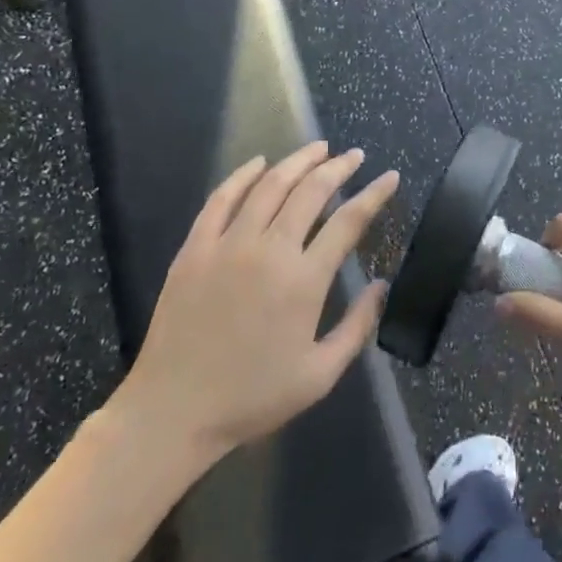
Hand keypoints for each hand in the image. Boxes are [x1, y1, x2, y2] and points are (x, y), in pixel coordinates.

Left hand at [111, 143, 396, 483]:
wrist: (172, 412)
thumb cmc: (252, 397)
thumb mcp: (319, 375)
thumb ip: (357, 327)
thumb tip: (382, 286)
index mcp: (304, 280)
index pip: (348, 221)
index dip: (374, 195)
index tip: (390, 177)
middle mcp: (269, 251)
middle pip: (310, 192)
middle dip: (338, 168)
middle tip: (354, 156)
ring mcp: (228, 245)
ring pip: (269, 186)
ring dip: (297, 161)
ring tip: (318, 149)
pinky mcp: (195, 249)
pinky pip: (221, 199)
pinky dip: (242, 176)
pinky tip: (258, 163)